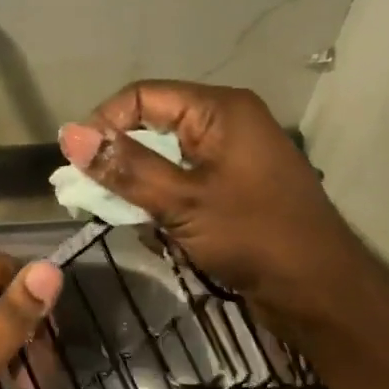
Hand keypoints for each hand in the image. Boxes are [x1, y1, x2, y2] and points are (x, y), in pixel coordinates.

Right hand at [58, 80, 356, 317]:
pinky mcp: (232, 187)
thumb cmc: (254, 237)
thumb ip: (126, 167)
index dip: (103, 123)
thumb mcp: (182, 201)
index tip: (75, 164)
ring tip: (120, 214)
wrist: (319, 291)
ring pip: (164, 156)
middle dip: (118, 158)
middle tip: (88, 194)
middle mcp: (225, 123)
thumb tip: (69, 135)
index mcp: (220, 110)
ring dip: (138, 184)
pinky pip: (182, 180)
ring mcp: (231, 157)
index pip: (143, 97)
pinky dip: (160, 200)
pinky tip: (152, 228)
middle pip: (152, 124)